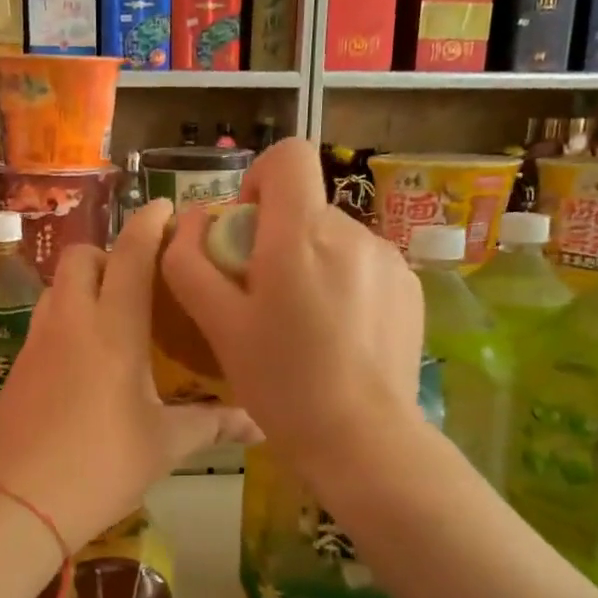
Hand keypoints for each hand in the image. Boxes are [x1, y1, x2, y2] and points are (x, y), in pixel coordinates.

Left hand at [0, 199, 257, 550]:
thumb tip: (260, 424)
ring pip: (58, 286)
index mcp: (115, 329)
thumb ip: (213, 424)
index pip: (132, 255)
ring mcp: (38, 341)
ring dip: (84, 283)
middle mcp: (73, 321)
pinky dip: (66, 316)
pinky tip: (84, 354)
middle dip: (110, 252)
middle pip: (83, 257)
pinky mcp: (18, 365)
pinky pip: (44, 319)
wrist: (20, 502)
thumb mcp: (166, 444)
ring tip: (112, 311)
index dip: (149, 223)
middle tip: (139, 276)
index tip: (165, 206)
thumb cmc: (103, 465)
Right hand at [159, 138, 422, 463]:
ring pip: (334, 239)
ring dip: (311, 263)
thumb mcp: (219, 327)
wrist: (364, 440)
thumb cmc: (282, 384)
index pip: (288, 157)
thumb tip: (188, 221)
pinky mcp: (410, 287)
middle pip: (305, 207)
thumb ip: (191, 264)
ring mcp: (389, 259)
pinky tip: (339, 335)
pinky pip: (364, 265)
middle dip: (277, 238)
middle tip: (264, 300)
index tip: (245, 231)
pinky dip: (343, 283)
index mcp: (302, 235)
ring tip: (304, 325)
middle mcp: (353, 233)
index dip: (259, 180)